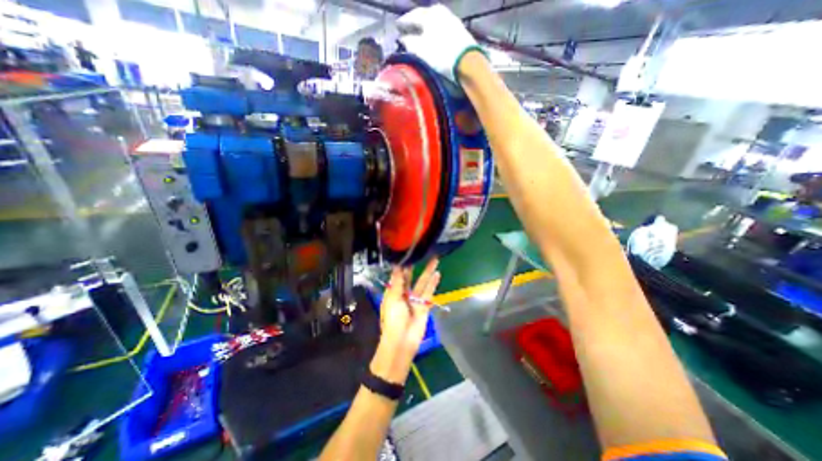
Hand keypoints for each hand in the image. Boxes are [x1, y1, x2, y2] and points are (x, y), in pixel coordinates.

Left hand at [370, 258, 440, 383]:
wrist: (401, 342)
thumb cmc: (393, 320)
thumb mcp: (392, 299)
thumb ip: (397, 283)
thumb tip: (397, 266)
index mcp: (393, 292)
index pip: (398, 275)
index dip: (402, 265)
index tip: (407, 253)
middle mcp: (404, 294)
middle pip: (411, 277)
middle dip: (416, 266)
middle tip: (422, 252)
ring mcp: (415, 300)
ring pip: (422, 282)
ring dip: (428, 272)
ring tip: (434, 259)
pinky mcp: (424, 306)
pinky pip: (429, 292)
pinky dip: (433, 284)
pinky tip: (437, 274)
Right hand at [396, 4, 481, 83]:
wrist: (467, 62)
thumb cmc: (441, 55)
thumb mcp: (421, 50)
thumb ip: (410, 43)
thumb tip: (403, 39)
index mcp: (429, 14)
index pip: (413, 15)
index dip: (404, 22)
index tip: (398, 27)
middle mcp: (441, 12)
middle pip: (425, 17)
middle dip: (416, 24)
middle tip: (409, 30)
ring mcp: (452, 20)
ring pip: (435, 23)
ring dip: (427, 29)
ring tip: (421, 36)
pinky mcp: (460, 32)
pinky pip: (443, 29)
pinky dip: (436, 34)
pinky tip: (434, 40)